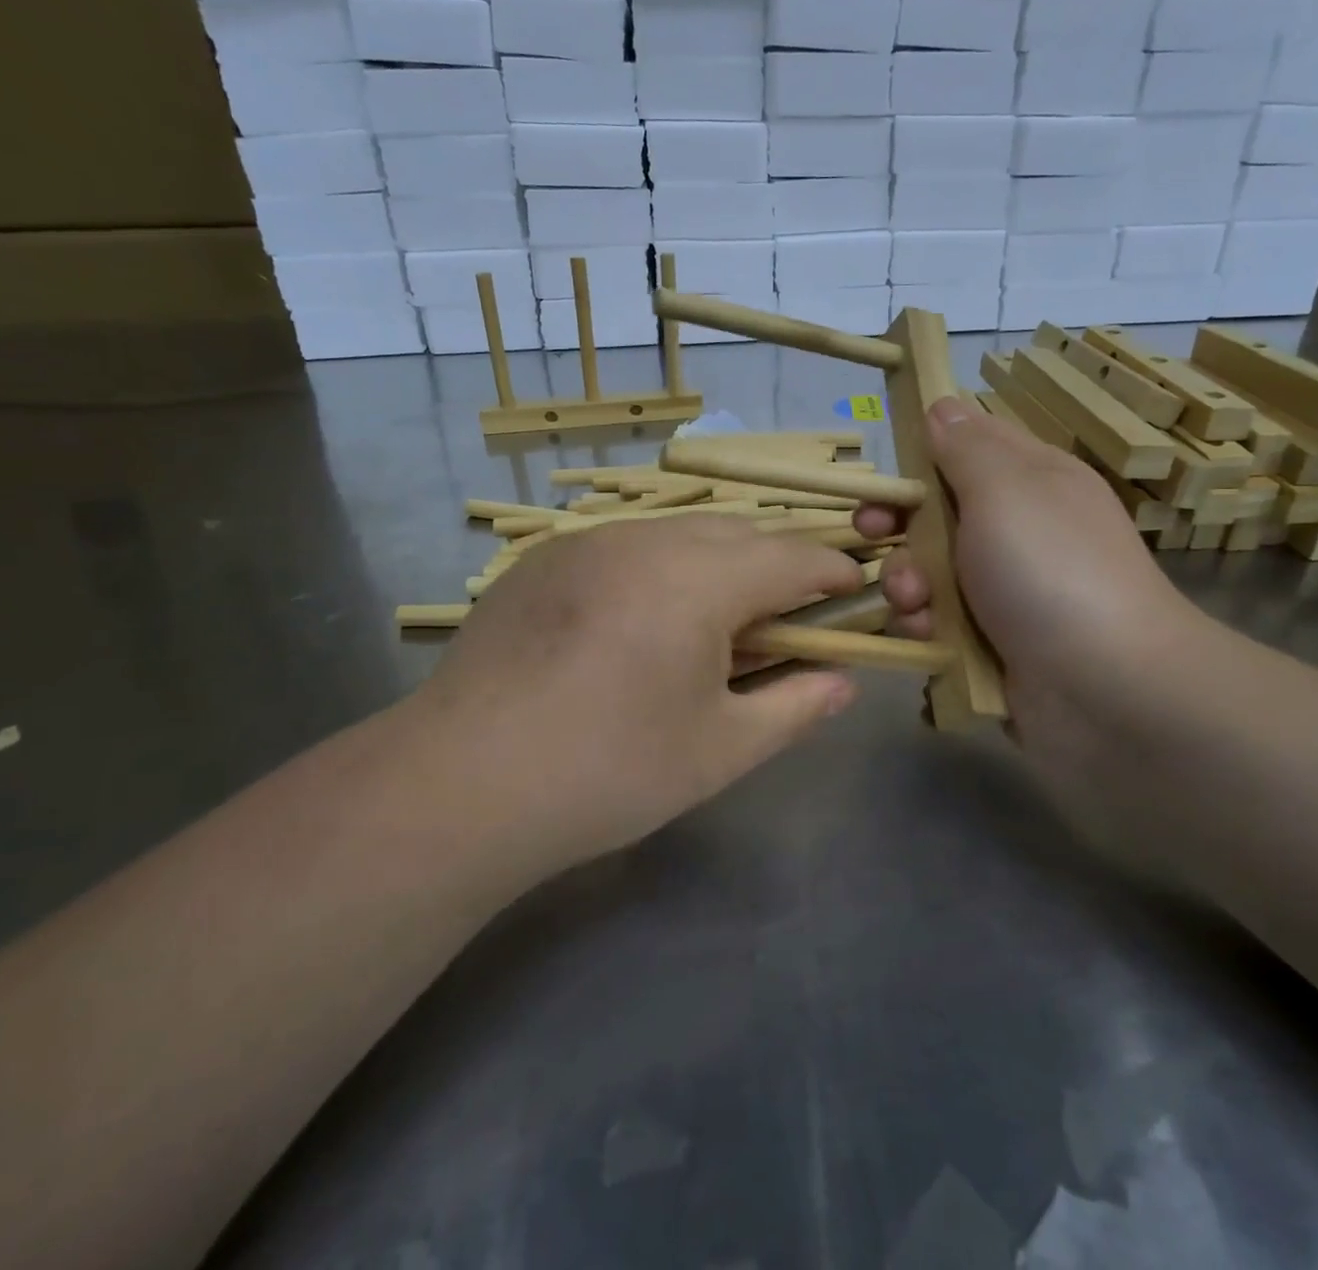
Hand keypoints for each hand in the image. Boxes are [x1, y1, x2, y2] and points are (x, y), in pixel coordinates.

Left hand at [407, 516, 863, 889]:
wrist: (463, 783)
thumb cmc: (608, 772)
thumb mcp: (719, 750)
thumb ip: (795, 708)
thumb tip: (844, 684)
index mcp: (699, 580)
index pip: (792, 557)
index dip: (832, 572)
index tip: (854, 590)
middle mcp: (645, 540)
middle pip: (737, 534)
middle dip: (774, 566)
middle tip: (782, 620)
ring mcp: (587, 542)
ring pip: (677, 533)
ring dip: (714, 563)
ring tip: (711, 623)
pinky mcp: (544, 558)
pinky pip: (625, 545)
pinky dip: (657, 568)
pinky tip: (638, 623)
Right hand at [856, 397, 1211, 804]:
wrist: (1107, 690)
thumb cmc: (1051, 571)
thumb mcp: (1005, 489)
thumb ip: (965, 447)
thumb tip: (943, 406)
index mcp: (1031, 480)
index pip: (968, 446)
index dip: (921, 455)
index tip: (888, 476)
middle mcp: (1018, 530)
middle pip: (938, 512)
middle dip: (899, 524)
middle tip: (874, 534)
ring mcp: (1005, 590)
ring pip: (930, 570)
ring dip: (907, 581)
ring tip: (914, 600)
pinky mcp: (991, 642)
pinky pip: (938, 621)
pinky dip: (924, 625)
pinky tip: (926, 635)